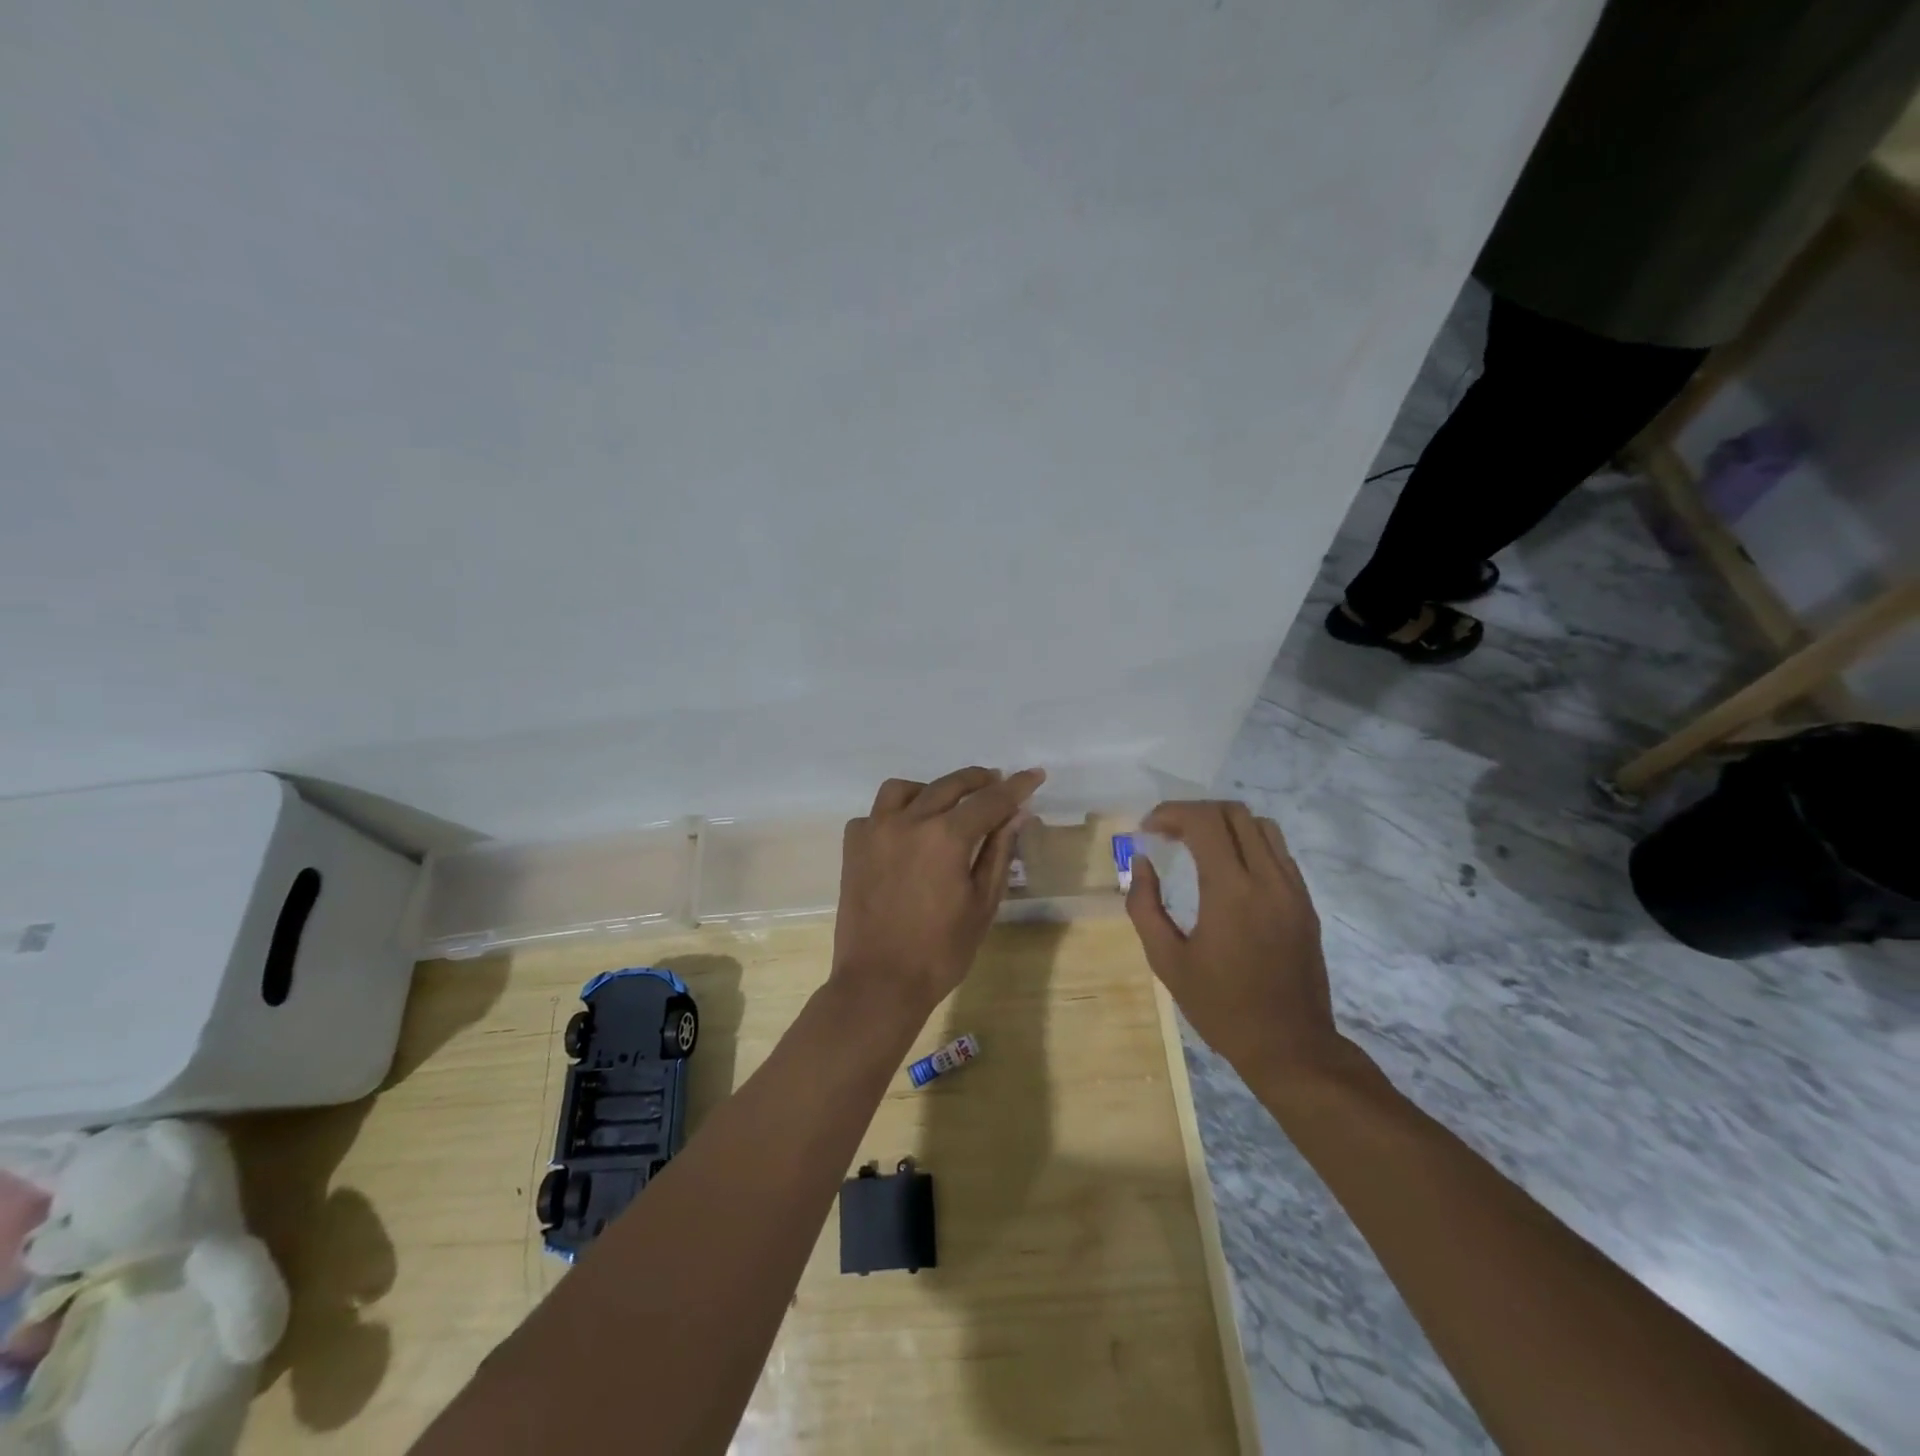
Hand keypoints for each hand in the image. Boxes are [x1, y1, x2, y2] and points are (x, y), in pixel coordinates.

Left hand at [831, 766, 1045, 1020]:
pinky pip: (875, 813)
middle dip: (978, 780)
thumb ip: (998, 853)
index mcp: (946, 836)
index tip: (1034, 774)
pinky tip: (906, 832)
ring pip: (904, 789)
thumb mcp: (982, 904)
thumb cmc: (940, 951)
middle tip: (996, 782)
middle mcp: (908, 821)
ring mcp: (875, 831)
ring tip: (946, 805)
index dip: (1016, 786)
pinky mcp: (853, 847)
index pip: (989, 800)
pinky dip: (895, 813)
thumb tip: (1016, 815)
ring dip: (931, 790)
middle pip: (948, 785)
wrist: (879, 983)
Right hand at [1126, 801, 1344, 1079]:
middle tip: (1167, 834)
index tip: (1148, 829)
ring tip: (1197, 844)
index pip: (1204, 821)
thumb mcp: (1166, 961)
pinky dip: (1248, 843)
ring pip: (1261, 825)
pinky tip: (1228, 869)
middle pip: (1234, 812)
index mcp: (1231, 892)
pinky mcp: (1305, 902)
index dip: (1171, 813)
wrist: (1290, 1046)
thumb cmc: (1220, 1007)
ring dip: (1224, 823)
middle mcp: (1268, 879)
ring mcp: (1293, 889)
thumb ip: (1145, 905)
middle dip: (1194, 812)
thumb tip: (1142, 862)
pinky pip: (1278, 851)